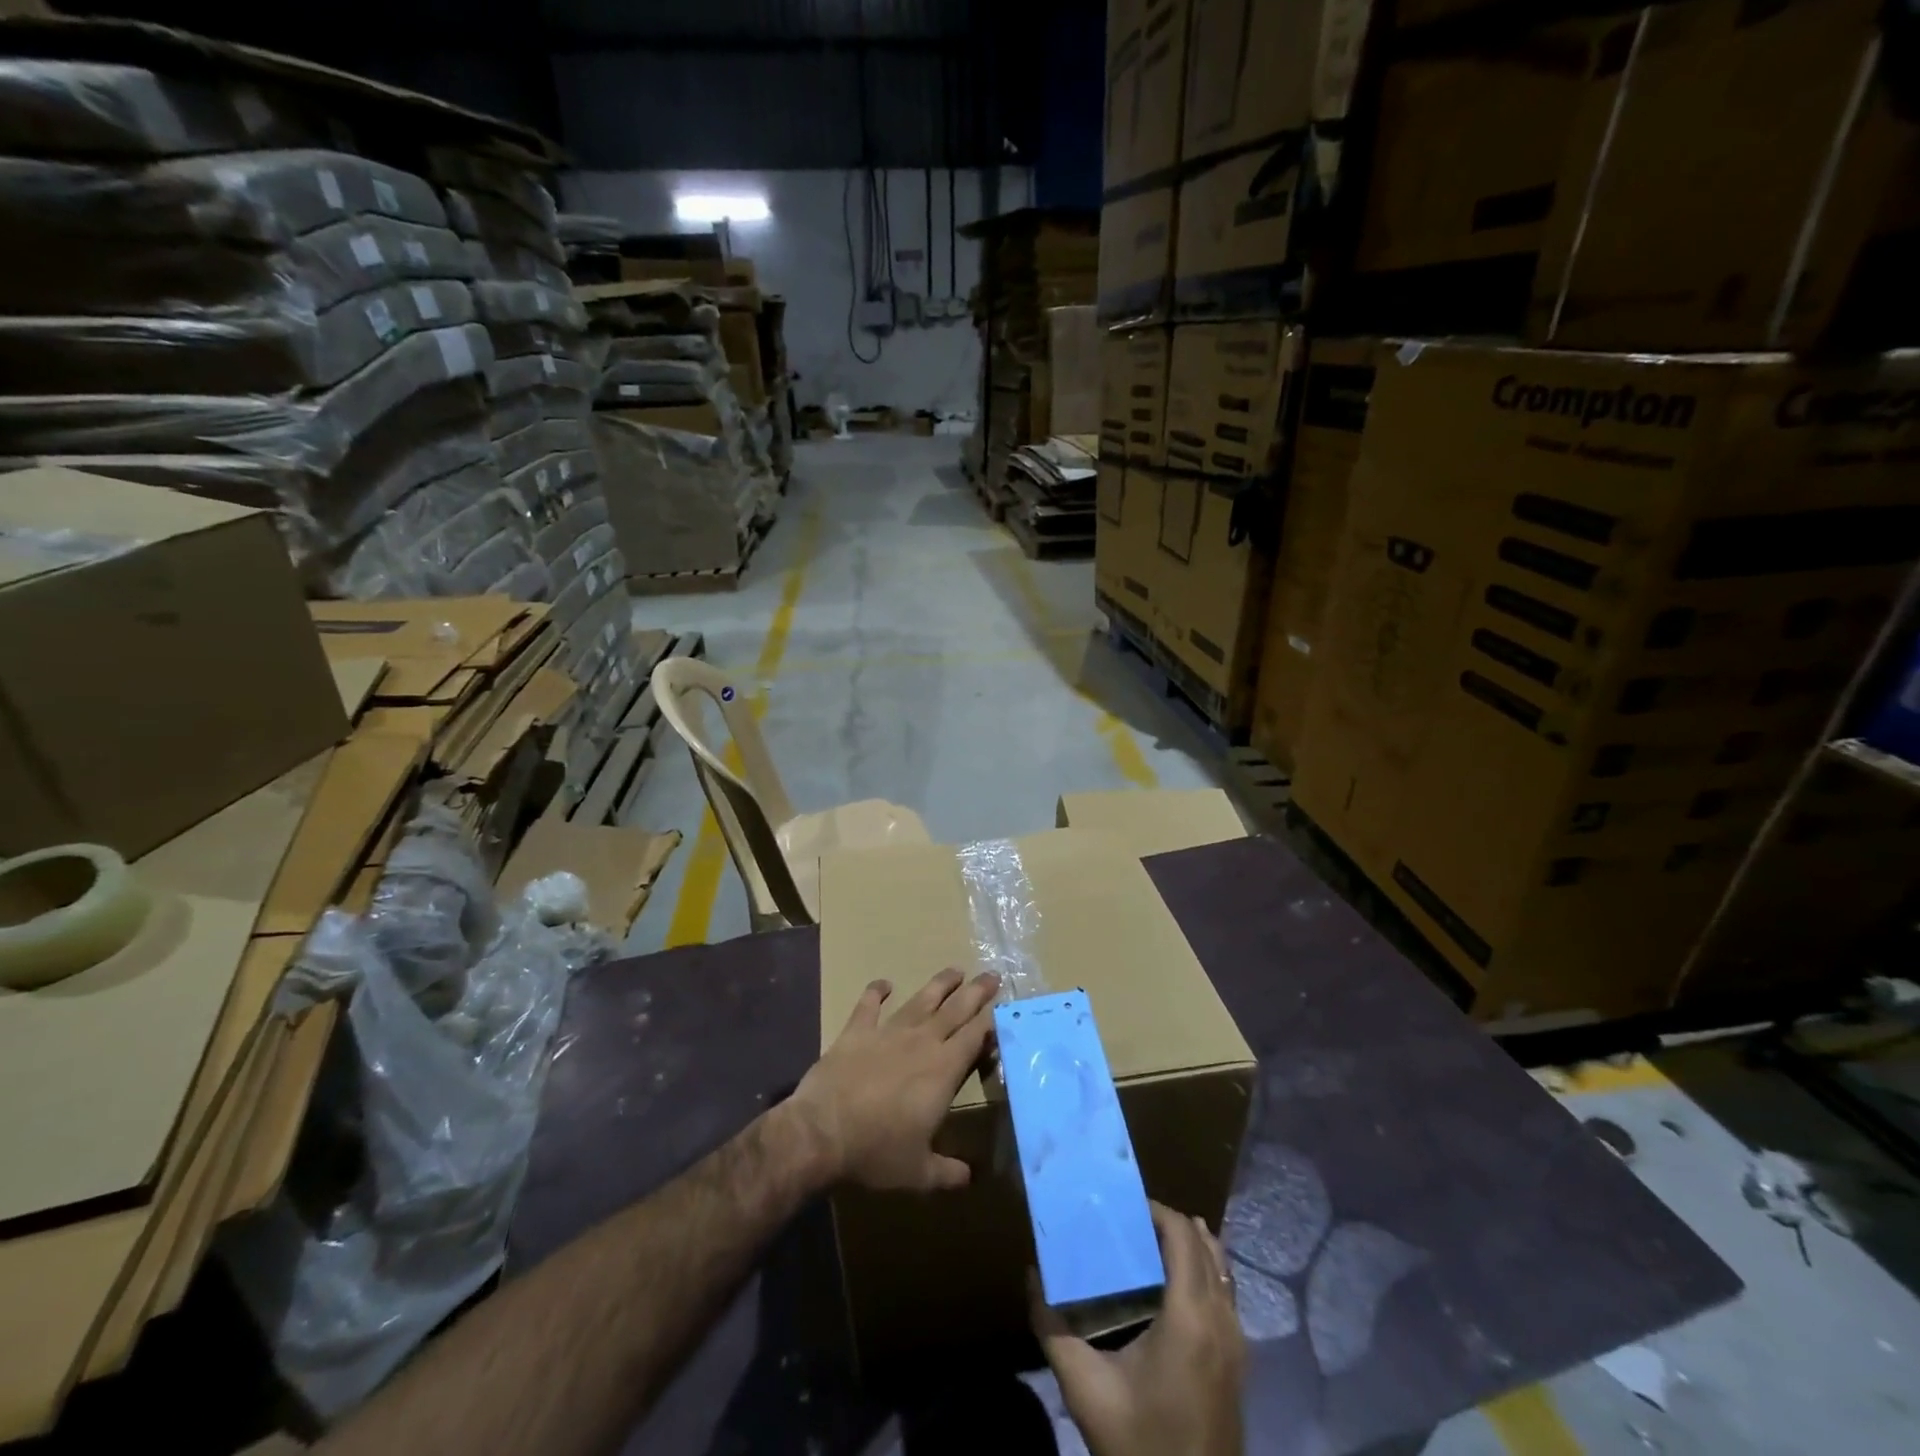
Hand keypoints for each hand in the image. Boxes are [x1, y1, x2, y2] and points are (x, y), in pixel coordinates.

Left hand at [789, 968, 998, 1191]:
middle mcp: (921, 1042)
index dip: (991, 1020)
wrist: (822, 1132)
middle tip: (992, 975)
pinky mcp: (856, 1031)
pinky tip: (884, 983)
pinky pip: (869, 1005)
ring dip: (939, 985)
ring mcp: (888, 1032)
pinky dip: (876, 991)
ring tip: (956, 970)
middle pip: (955, 1010)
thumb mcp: (919, 1173)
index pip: (975, 1037)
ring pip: (920, 1000)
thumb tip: (971, 1178)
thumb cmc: (876, 1153)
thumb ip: (948, 1172)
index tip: (1003, 1007)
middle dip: (976, 992)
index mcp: (943, 1071)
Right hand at [1031, 1202, 1245, 1455]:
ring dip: (1191, 1246)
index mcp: (1190, 1316)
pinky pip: (1227, 1295)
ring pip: (1221, 1269)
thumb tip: (1031, 1275)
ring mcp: (1238, 1343)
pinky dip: (1205, 1272)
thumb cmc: (1138, 1441)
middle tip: (1131, 1221)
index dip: (1157, 1210)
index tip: (1124, 1206)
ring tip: (1151, 1242)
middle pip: (1205, 1245)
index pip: (1183, 1235)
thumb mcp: (1085, 1388)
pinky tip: (1175, 1285)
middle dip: (1170, 1224)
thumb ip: (1052, 1328)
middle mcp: (1222, 1320)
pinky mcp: (1240, 1362)